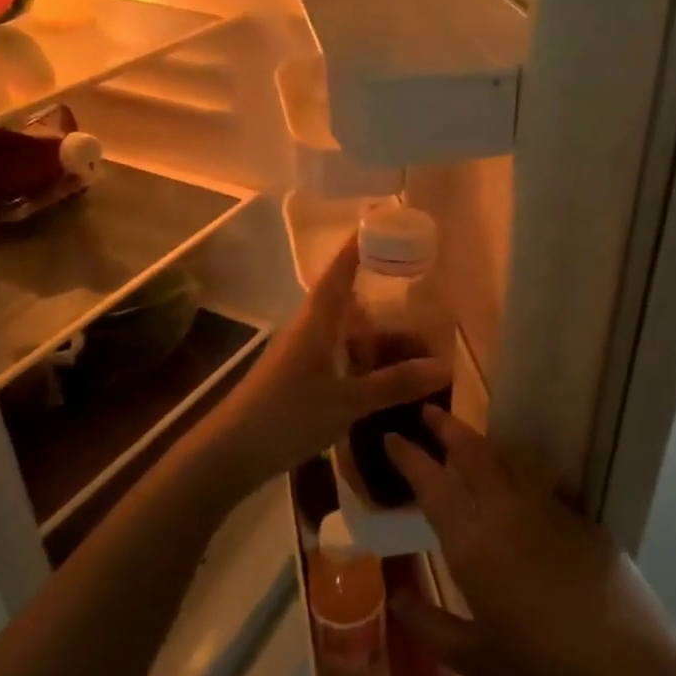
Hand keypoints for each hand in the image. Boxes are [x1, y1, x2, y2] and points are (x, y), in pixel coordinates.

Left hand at [202, 237, 449, 505]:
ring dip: (372, 329)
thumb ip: (393, 384)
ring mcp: (301, 353)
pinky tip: (382, 372)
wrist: (231, 451)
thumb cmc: (287, 415)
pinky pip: (337, 353)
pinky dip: (361, 355)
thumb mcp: (346, 402)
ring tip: (412, 334)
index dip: (360, 246)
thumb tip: (444, 365)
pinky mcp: (298, 376)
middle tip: (419, 289)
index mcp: (317, 321)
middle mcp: (308, 328)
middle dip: (379, 292)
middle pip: (345, 298)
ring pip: (342, 329)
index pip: (340, 271)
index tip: (385, 224)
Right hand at [386, 409, 675, 675]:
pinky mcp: (585, 520)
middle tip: (428, 413)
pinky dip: (519, 470)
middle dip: (447, 427)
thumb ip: (430, 625)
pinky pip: (542, 481)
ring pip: (510, 459)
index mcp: (474, 545)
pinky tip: (519, 483)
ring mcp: (552, 511)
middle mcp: (509, 514)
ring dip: (484, 442)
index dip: (409, 455)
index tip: (392, 436)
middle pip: (474, 452)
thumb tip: (397, 594)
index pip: (433, 483)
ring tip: (469, 440)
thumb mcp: (476, 663)